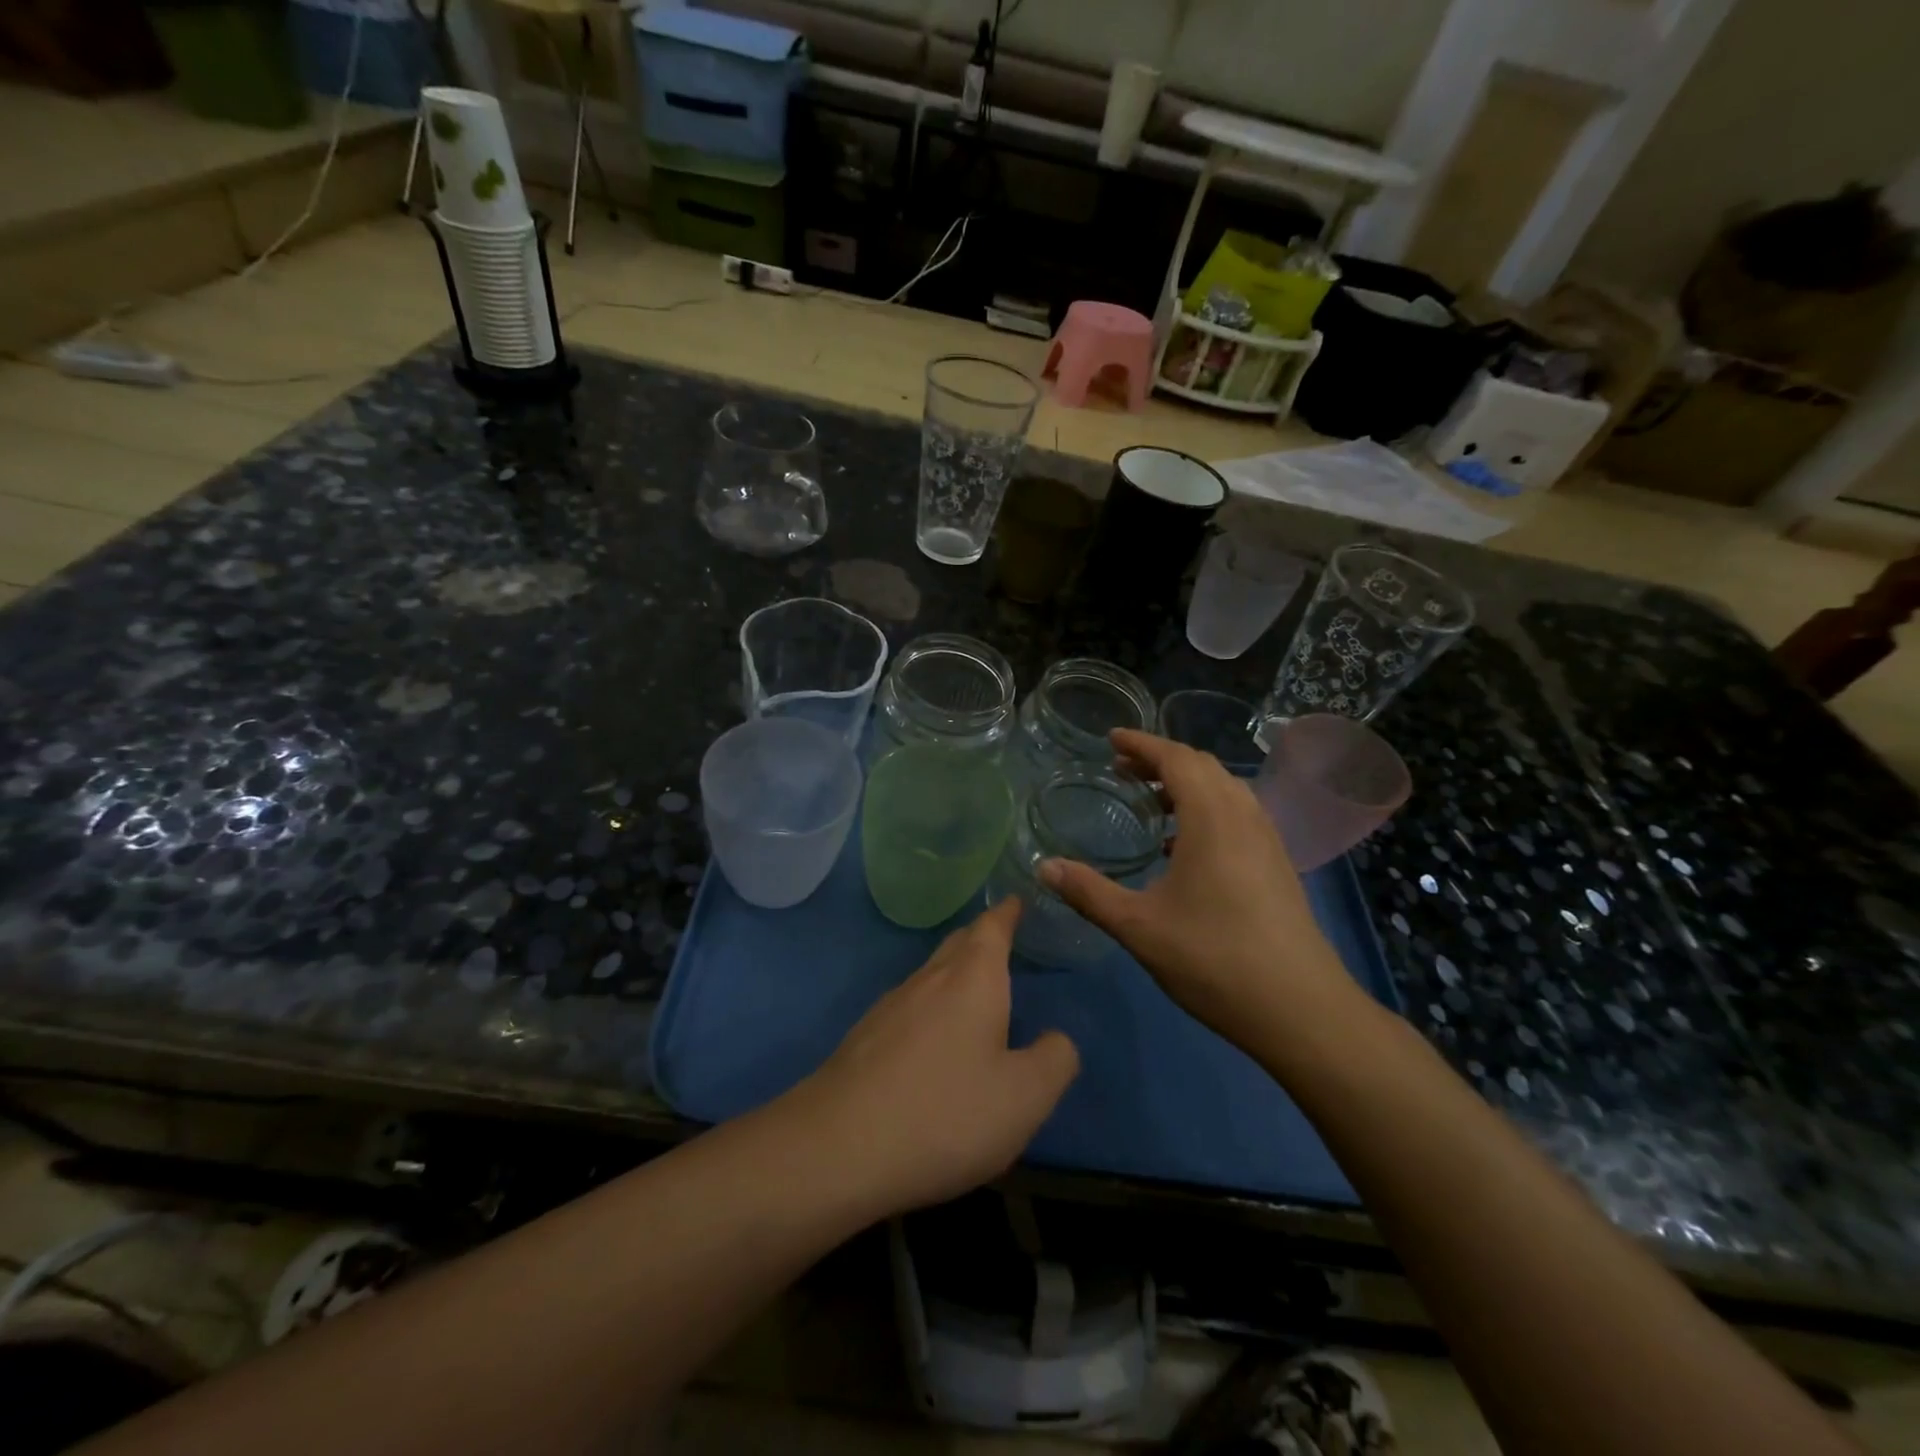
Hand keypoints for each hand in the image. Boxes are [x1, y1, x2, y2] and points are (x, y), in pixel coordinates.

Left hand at [789, 899, 1079, 1216]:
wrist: (838, 1147)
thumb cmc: (945, 1112)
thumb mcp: (1024, 1097)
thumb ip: (1054, 1060)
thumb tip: (1056, 1038)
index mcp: (972, 978)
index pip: (992, 927)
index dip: (1007, 913)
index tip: (1017, 900)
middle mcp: (929, 979)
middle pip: (958, 944)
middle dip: (982, 938)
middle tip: (1004, 941)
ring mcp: (890, 1006)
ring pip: (931, 975)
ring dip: (955, 973)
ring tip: (975, 991)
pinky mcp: (864, 1037)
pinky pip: (910, 1006)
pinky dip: (932, 1007)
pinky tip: (934, 1040)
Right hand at [1039, 728, 1365, 1053]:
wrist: (1300, 1010)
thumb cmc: (1213, 958)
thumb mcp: (1138, 926)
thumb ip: (1088, 892)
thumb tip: (1044, 866)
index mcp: (1212, 818)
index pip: (1176, 758)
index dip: (1142, 743)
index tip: (1111, 739)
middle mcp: (1244, 816)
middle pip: (1202, 767)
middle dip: (1160, 760)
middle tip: (1122, 770)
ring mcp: (1267, 840)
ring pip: (1225, 790)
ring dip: (1186, 785)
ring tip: (1150, 804)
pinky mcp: (1278, 864)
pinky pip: (1238, 814)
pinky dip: (1207, 810)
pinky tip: (1184, 847)